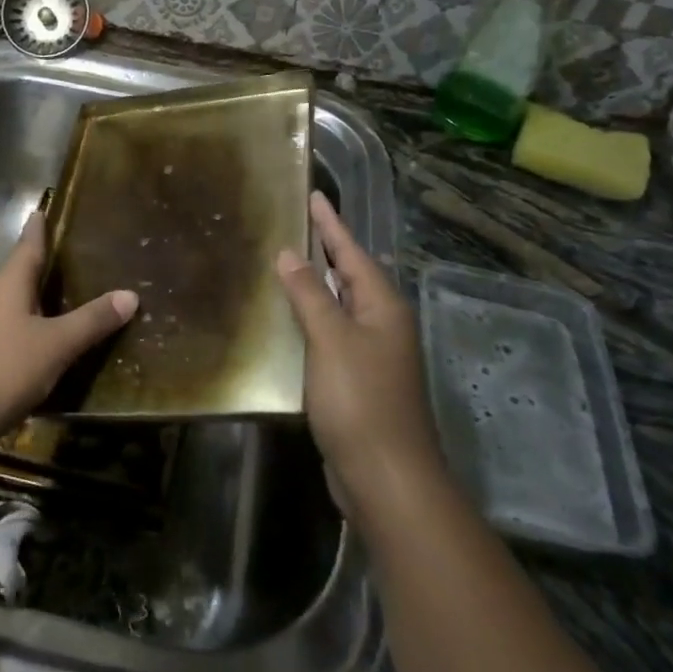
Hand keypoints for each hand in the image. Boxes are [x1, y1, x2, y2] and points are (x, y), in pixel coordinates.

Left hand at [0, 212, 137, 451]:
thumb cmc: (0, 370)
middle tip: (65, 259)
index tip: (40, 210)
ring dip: (28, 301)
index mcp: (8, 285)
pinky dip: (18, 330)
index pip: (27, 247)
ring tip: (54, 302)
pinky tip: (31, 346)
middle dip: (37, 267)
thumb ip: (91, 321)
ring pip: (6, 304)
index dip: (37, 229)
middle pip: (15, 274)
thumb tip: (130, 294)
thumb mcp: (55, 346)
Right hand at [276, 192, 444, 514]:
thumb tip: (289, 254)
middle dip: (325, 249)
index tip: (313, 193)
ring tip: (286, 262)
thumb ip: (310, 294)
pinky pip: (332, 335)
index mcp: (382, 306)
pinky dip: (312, 320)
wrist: (387, 478)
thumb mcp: (331, 340)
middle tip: (294, 223)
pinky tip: (289, 320)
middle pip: (350, 275)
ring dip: (316, 284)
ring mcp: (373, 355)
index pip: (352, 251)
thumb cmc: (361, 400)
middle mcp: (382, 324)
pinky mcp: (358, 381)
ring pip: (341, 306)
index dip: (331, 223)